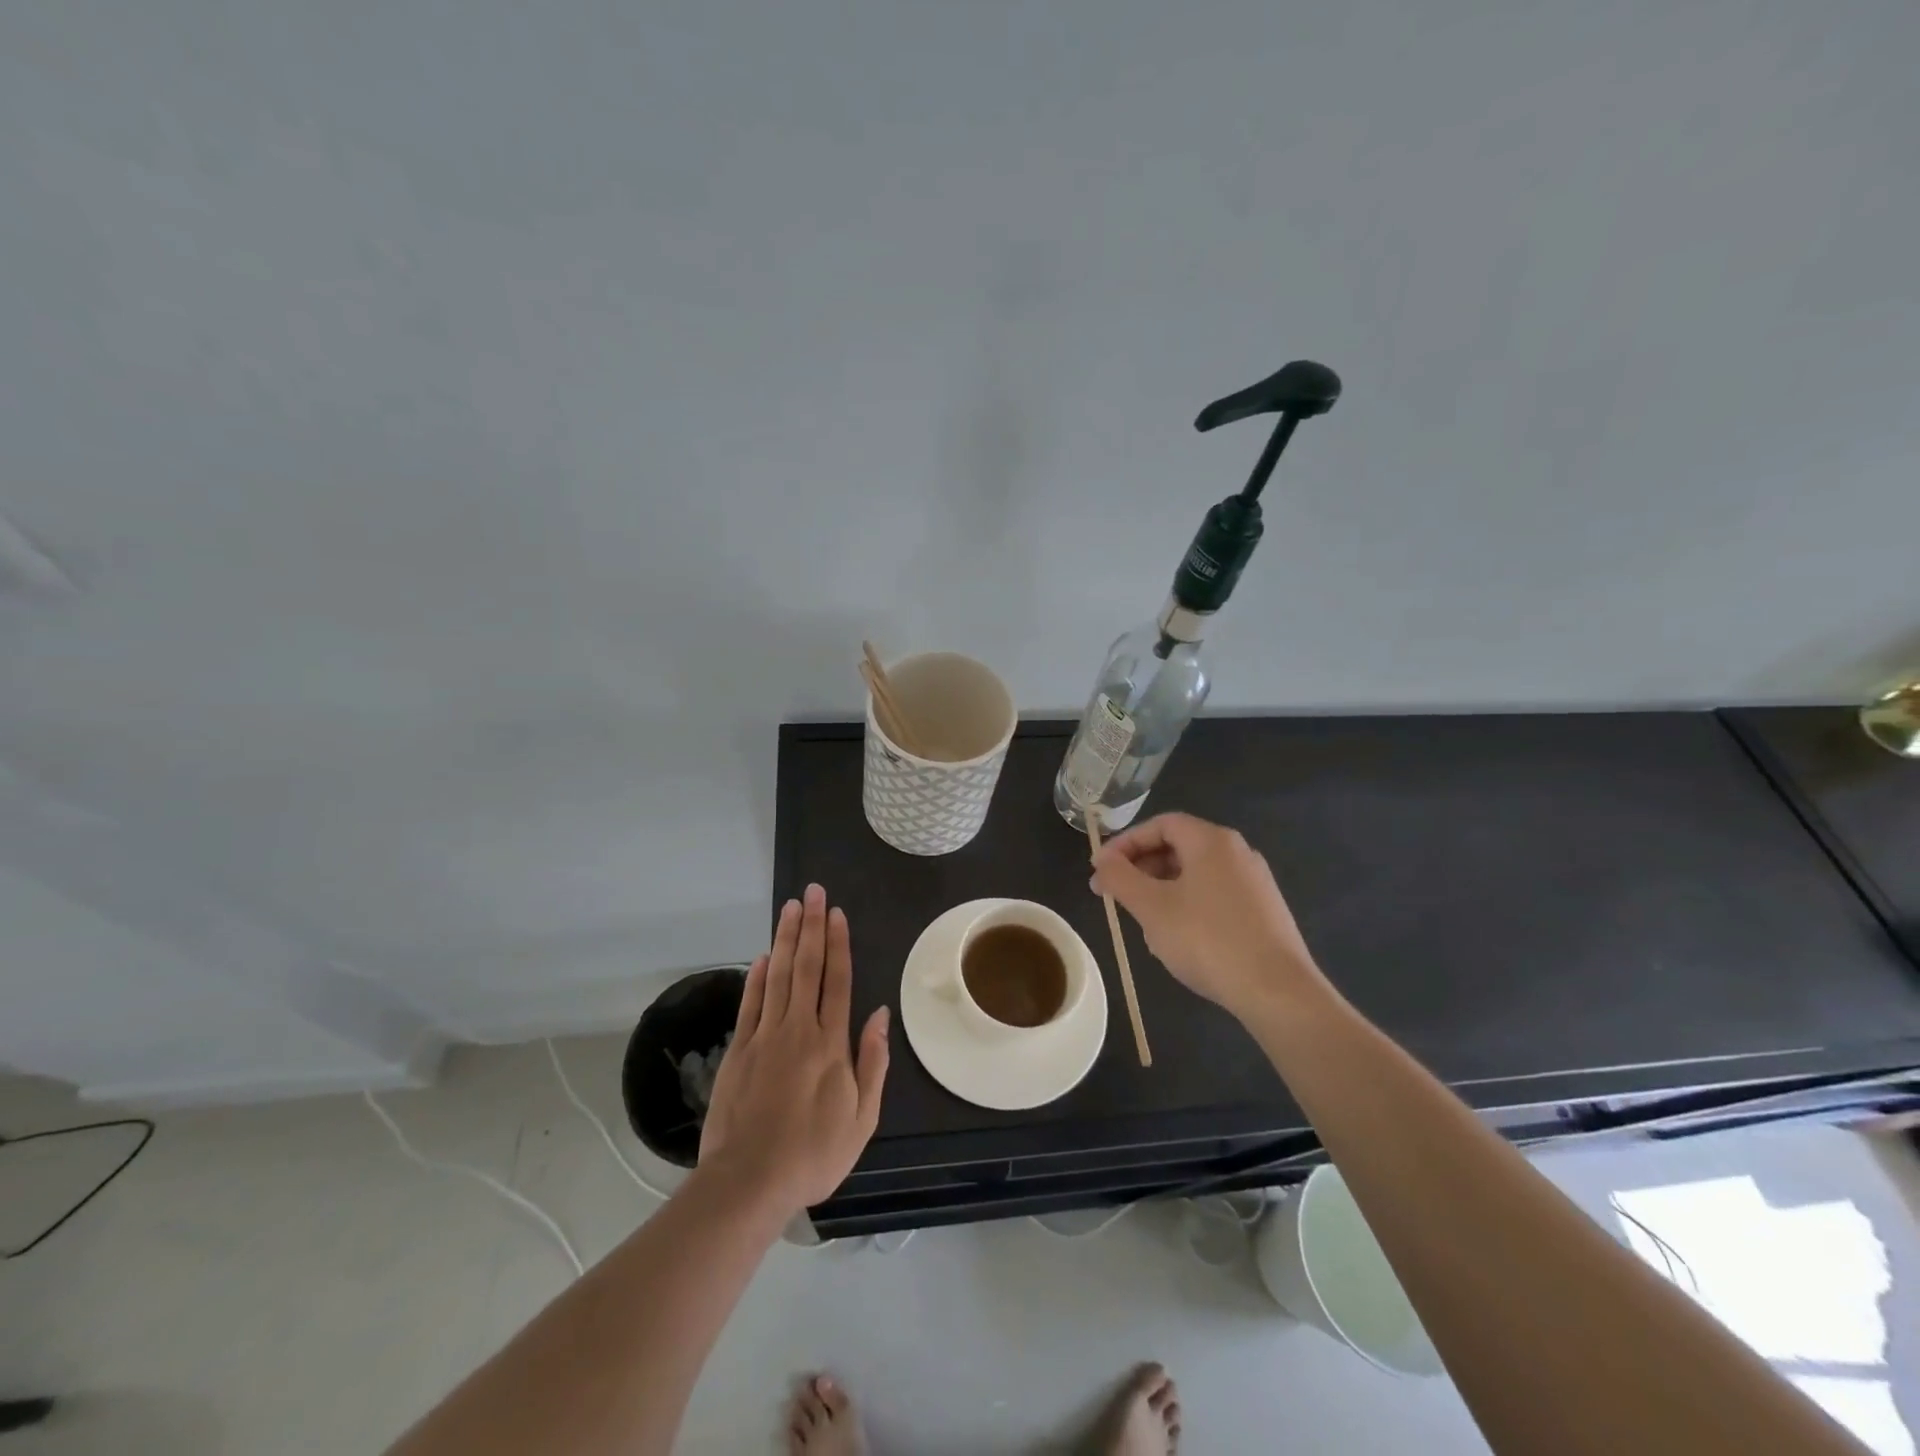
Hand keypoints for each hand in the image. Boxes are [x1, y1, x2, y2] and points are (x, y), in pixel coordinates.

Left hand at [698, 884, 889, 1214]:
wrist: (749, 1182)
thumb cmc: (813, 1153)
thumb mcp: (862, 1118)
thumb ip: (872, 1062)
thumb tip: (879, 1015)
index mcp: (831, 1044)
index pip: (837, 981)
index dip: (838, 944)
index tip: (837, 914)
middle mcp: (799, 1029)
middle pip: (807, 968)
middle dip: (812, 927)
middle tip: (813, 893)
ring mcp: (765, 1037)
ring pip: (778, 977)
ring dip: (785, 939)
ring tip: (790, 908)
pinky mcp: (739, 1050)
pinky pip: (751, 1004)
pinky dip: (757, 977)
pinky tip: (762, 956)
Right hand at [1090, 812, 1327, 1019]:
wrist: (1278, 991)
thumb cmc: (1208, 940)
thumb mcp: (1151, 908)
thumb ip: (1120, 877)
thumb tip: (1102, 859)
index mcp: (1211, 841)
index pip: (1160, 824)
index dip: (1125, 842)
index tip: (1101, 869)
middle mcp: (1237, 852)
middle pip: (1178, 847)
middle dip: (1141, 869)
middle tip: (1115, 896)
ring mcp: (1254, 882)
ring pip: (1194, 874)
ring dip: (1161, 890)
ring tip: (1143, 922)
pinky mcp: (1263, 911)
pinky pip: (1214, 896)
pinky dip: (1187, 906)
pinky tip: (1178, 939)